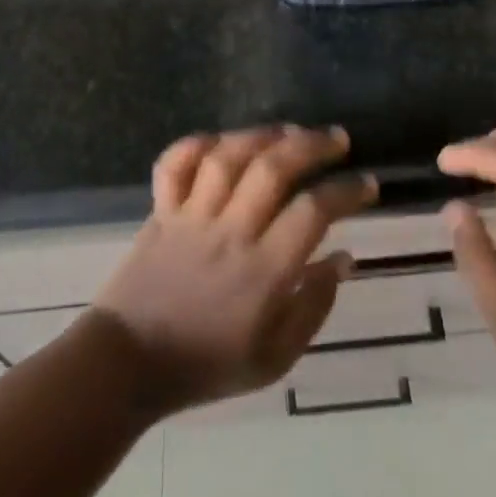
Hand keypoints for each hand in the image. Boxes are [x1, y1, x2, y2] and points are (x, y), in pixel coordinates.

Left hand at [91, 125, 376, 416]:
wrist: (127, 365)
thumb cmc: (207, 365)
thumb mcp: (274, 359)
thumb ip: (313, 306)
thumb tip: (344, 257)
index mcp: (262, 272)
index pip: (313, 212)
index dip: (347, 192)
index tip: (368, 184)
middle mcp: (229, 233)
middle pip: (273, 169)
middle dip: (312, 145)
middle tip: (338, 140)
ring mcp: (191, 217)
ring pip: (228, 157)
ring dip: (262, 135)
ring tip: (289, 131)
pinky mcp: (161, 210)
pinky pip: (175, 164)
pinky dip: (195, 144)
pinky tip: (221, 142)